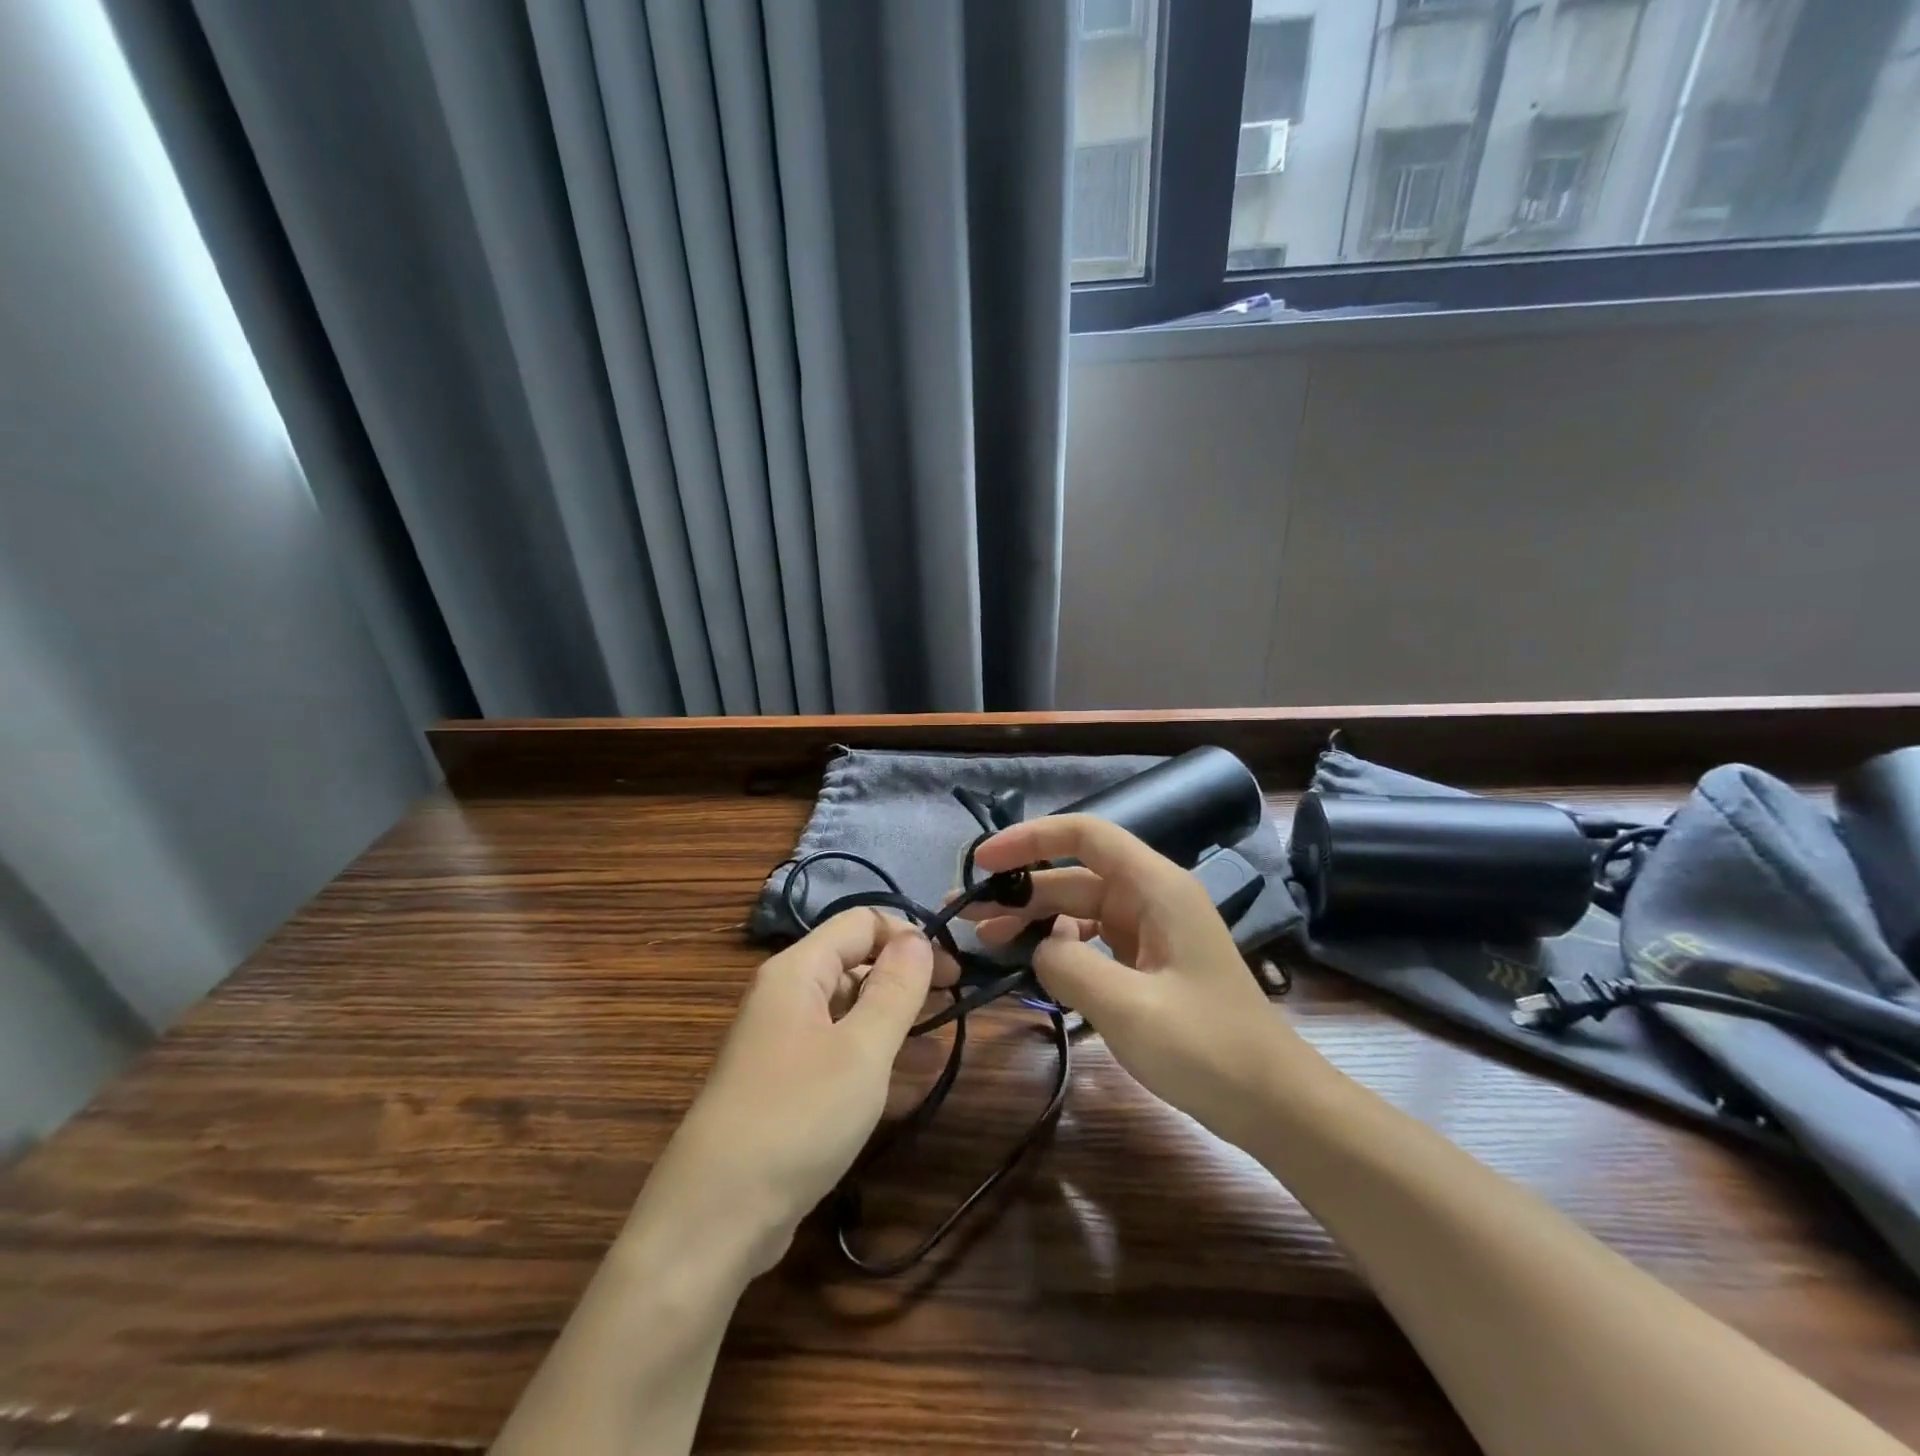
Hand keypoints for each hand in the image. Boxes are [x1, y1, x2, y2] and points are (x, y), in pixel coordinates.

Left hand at [628, 910, 943, 1278]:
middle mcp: (785, 994)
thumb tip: (919, 939)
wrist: (714, 1216)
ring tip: (934, 1042)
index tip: (953, 971)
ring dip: (890, 1015)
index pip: (862, 922)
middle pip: (853, 960)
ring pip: (846, 1006)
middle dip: (903, 975)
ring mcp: (780, 1039)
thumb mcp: (861, 1050)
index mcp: (797, 970)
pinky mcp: (782, 1081)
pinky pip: (834, 1046)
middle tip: (950, 1005)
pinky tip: (898, 1079)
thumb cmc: (797, 1117)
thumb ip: (895, 989)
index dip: (909, 936)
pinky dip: (868, 1051)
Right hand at [963, 815, 1311, 1146]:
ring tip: (984, 938)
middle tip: (966, 911)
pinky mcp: (1149, 962)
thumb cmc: (1207, 1048)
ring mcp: (1151, 930)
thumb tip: (1038, 948)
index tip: (982, 861)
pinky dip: (1058, 947)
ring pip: (1079, 908)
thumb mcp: (1127, 1007)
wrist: (1274, 1103)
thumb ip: (1067, 966)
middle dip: (1019, 888)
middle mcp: (1152, 897)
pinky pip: (1093, 940)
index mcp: (1156, 887)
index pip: (1085, 835)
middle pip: (1074, 875)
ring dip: (1033, 919)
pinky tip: (1031, 965)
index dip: (1030, 838)